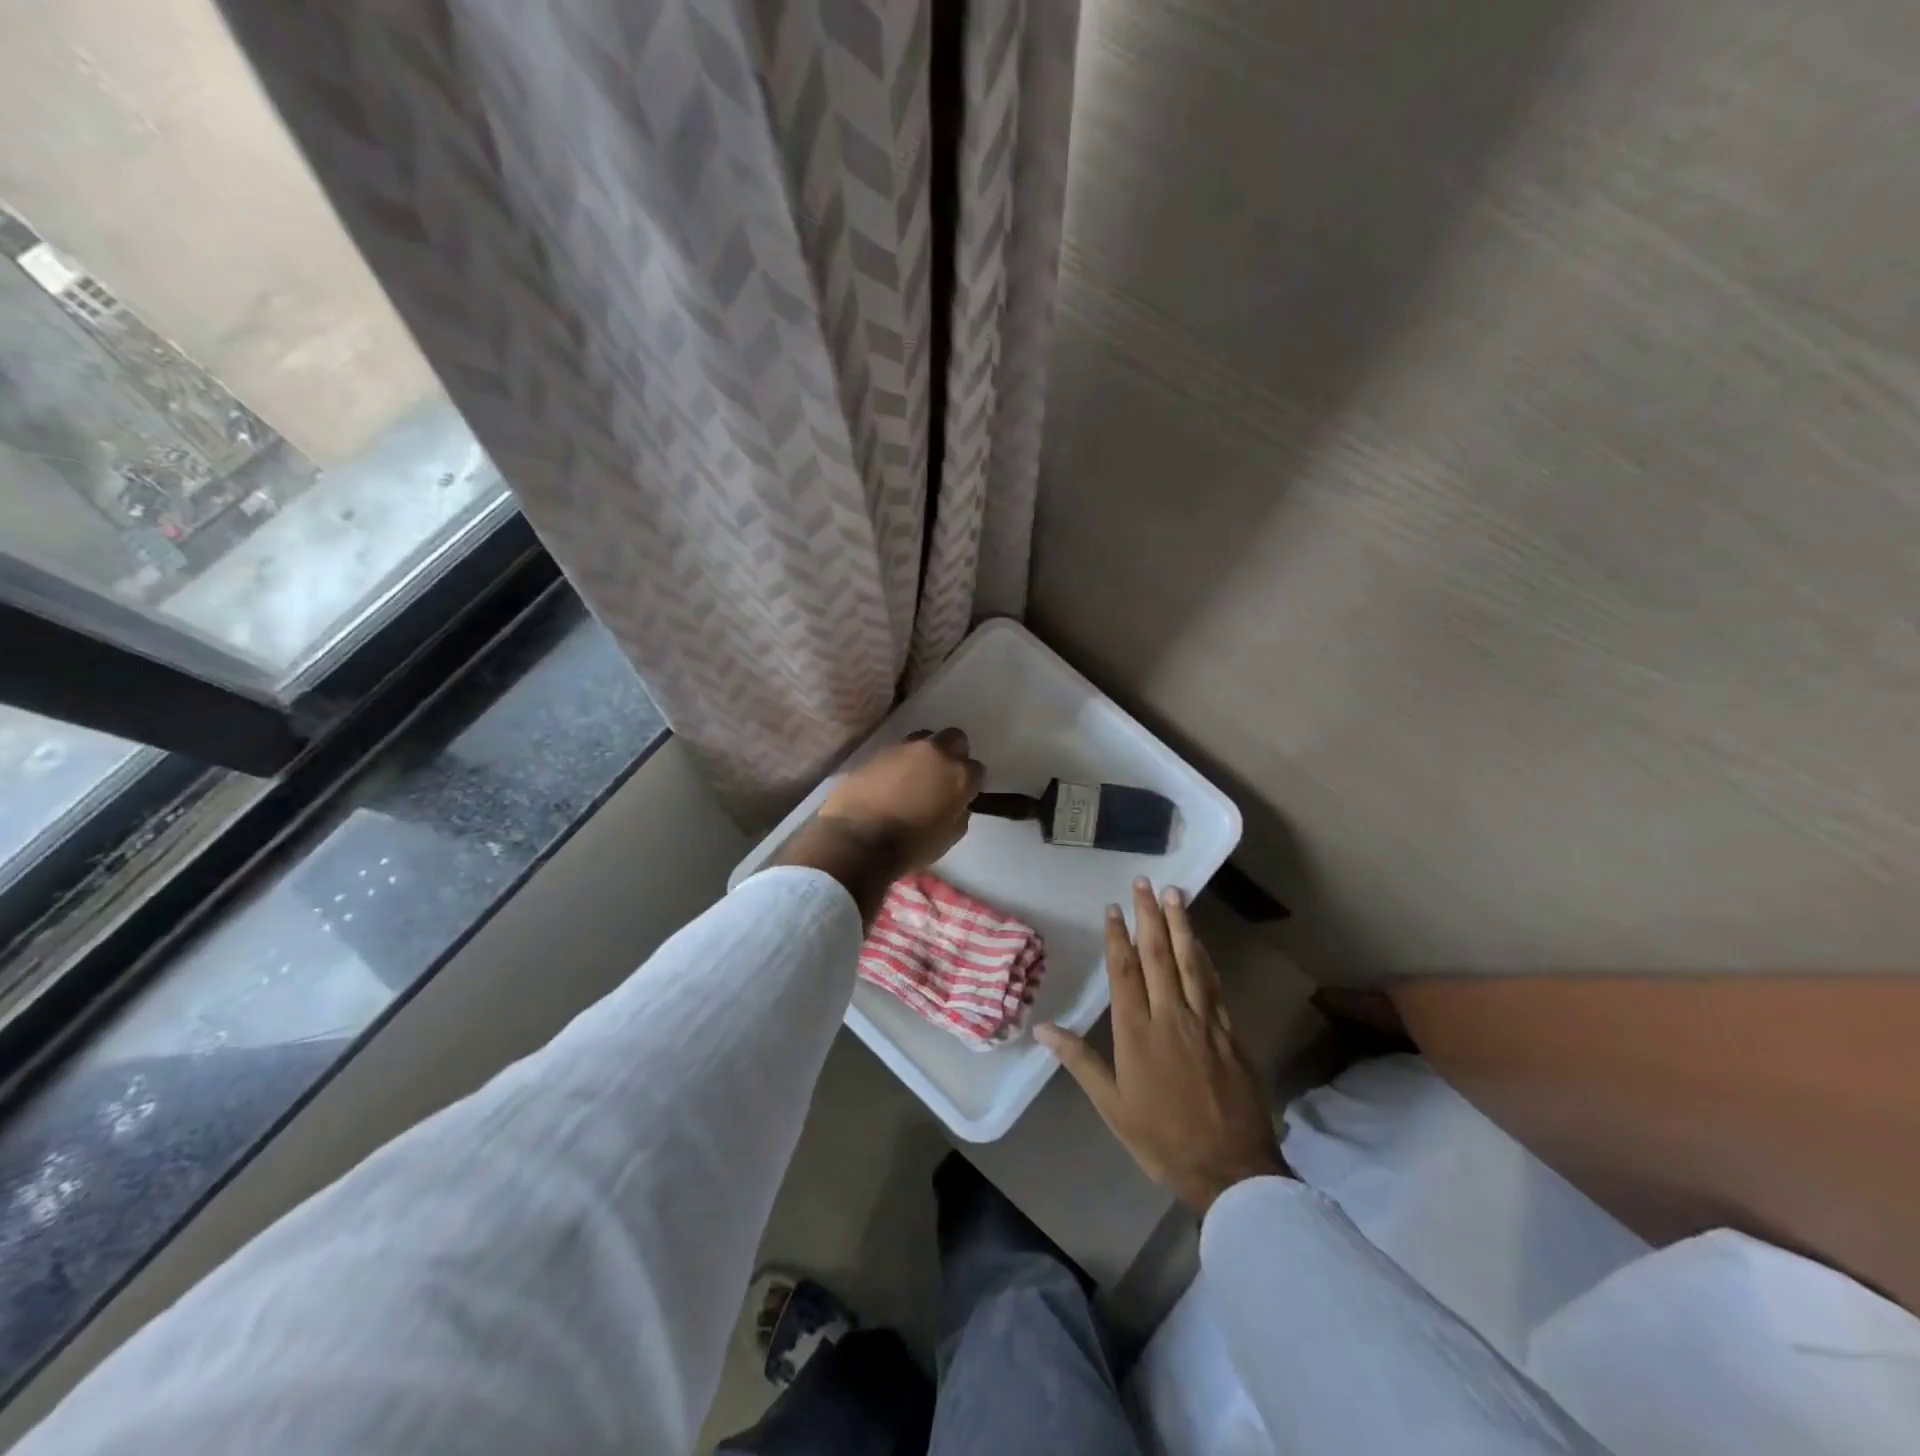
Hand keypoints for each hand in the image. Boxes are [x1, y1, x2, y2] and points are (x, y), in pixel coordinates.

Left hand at [772, 728, 983, 923]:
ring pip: (923, 740)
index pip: (976, 769)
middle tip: (941, 776)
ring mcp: (903, 748)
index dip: (969, 783)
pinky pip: (895, 752)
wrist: (856, 840)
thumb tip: (954, 803)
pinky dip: (897, 764)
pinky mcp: (875, 751)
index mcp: (958, 774)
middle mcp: (934, 752)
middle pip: (954, 739)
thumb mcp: (949, 837)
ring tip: (913, 778)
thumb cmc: (910, 845)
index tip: (961, 796)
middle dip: (952, 753)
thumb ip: (958, 812)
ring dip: (923, 755)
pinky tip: (888, 783)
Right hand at [1037, 879, 1286, 1215]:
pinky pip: (1215, 985)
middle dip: (1149, 916)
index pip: (1125, 972)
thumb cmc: (1162, 1139)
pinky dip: (1205, 958)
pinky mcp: (1230, 1032)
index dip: (1118, 937)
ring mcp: (1205, 1022)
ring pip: (1190, 962)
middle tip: (1145, 882)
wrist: (1231, 1169)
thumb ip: (1080, 1061)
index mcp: (1137, 1033)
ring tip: (1175, 894)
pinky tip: (1200, 943)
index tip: (1113, 907)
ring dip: (1181, 925)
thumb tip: (1043, 1030)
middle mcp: (1170, 1016)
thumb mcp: (1112, 1107)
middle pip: (1158, 956)